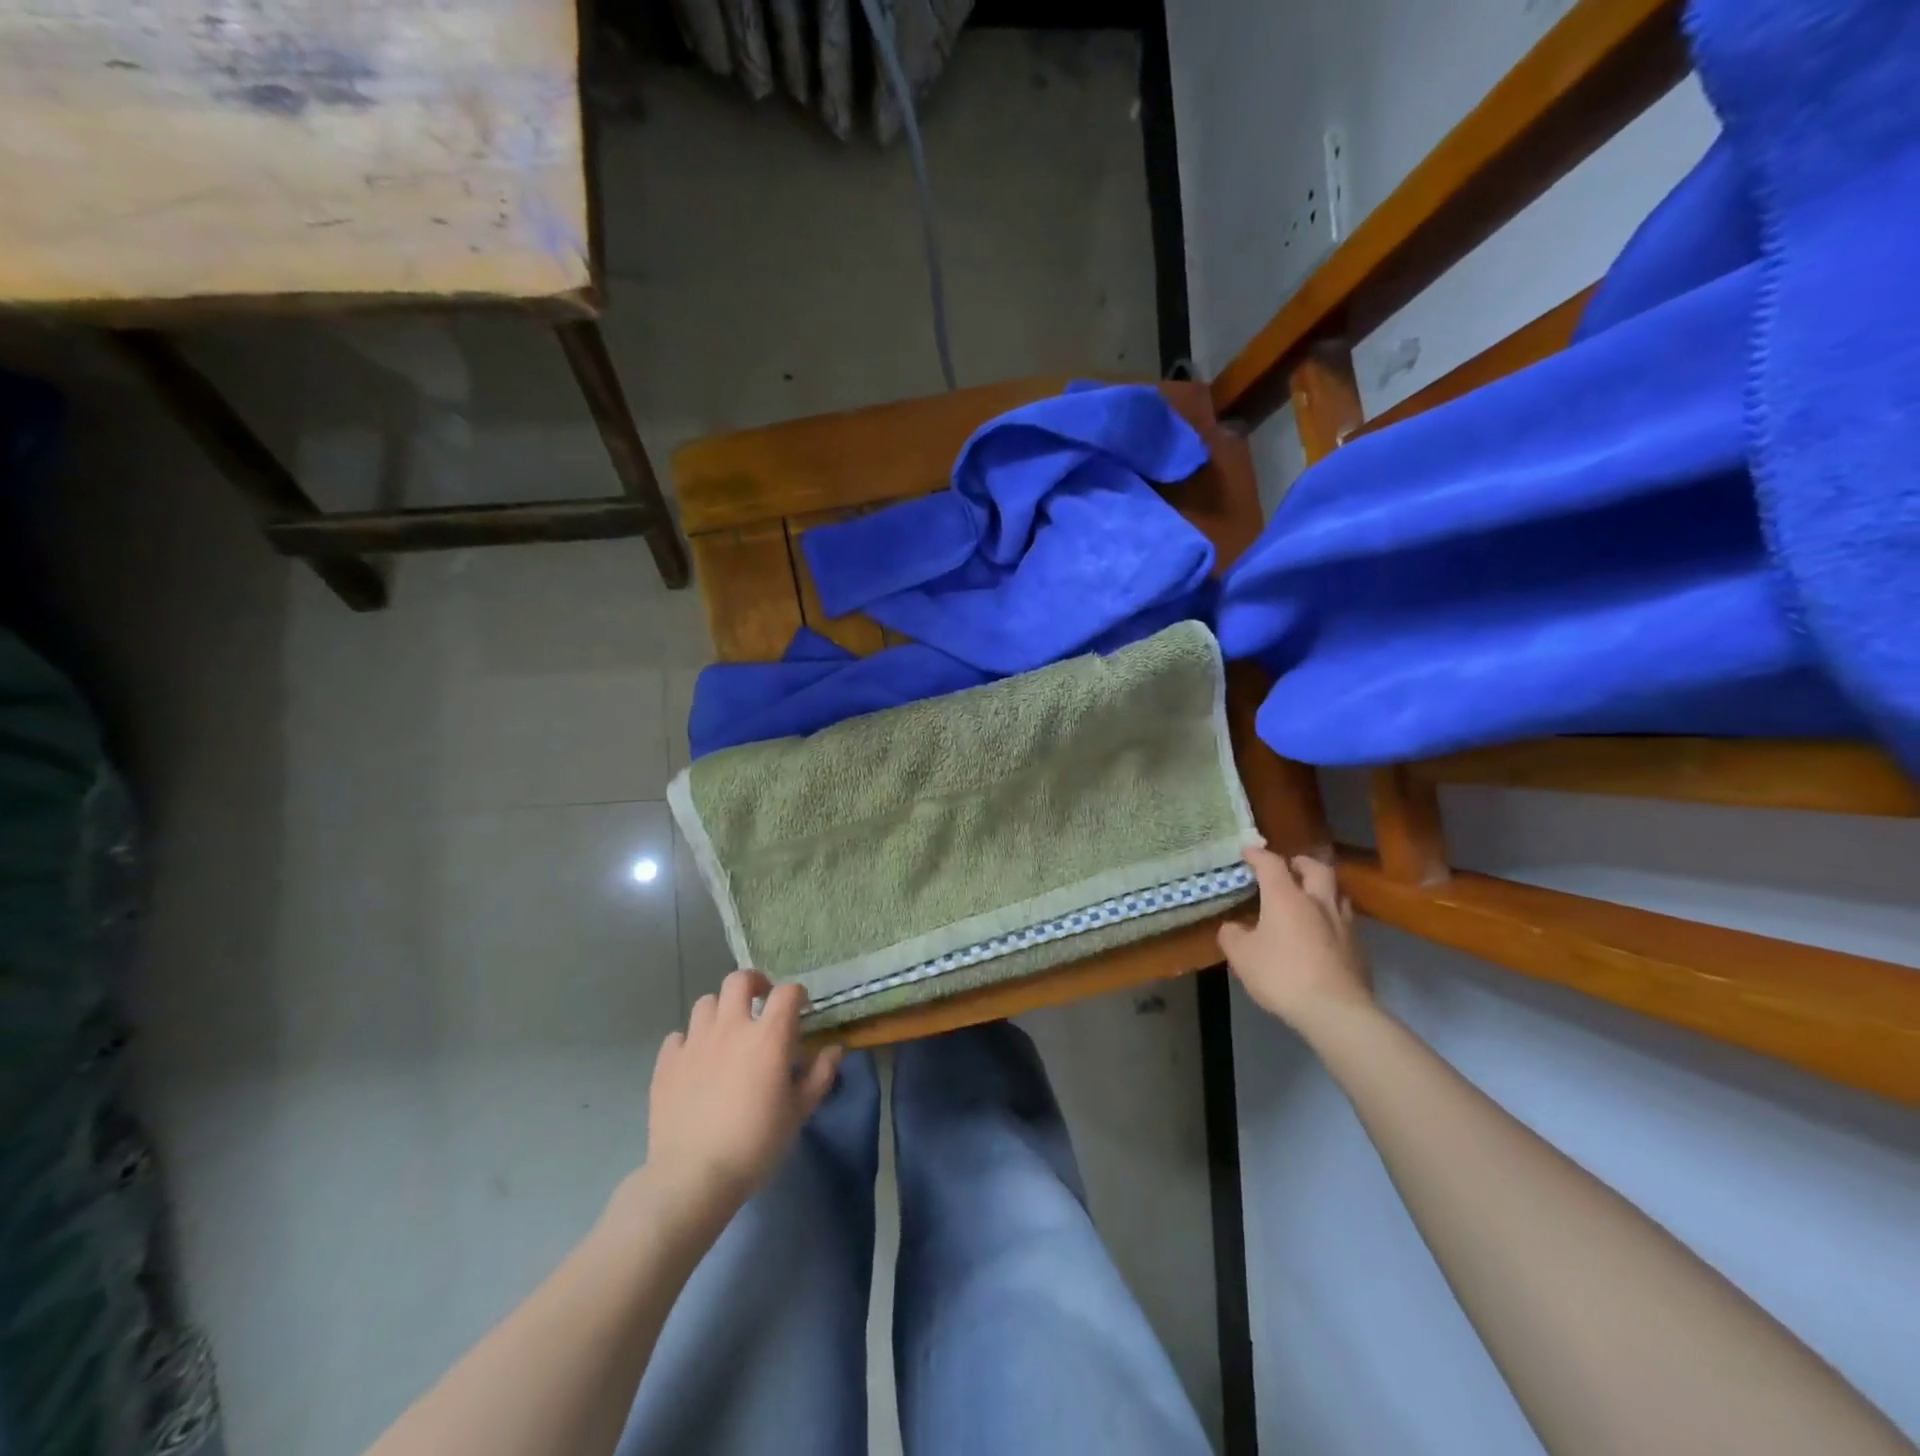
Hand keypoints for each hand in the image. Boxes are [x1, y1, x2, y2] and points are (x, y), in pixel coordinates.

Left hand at [641, 970, 841, 1232]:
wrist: (693, 1177)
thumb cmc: (756, 1143)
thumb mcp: (799, 1112)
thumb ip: (820, 1075)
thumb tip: (834, 1050)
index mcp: (768, 1036)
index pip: (787, 992)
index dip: (797, 995)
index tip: (801, 1009)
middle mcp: (731, 1027)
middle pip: (739, 980)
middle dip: (753, 984)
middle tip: (760, 1002)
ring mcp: (694, 1042)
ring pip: (706, 1003)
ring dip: (720, 1011)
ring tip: (726, 1033)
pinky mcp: (667, 1062)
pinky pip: (678, 1036)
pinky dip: (689, 1041)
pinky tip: (695, 1061)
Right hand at [1218, 845, 1371, 1030]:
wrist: (1336, 1010)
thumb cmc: (1282, 975)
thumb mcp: (1242, 956)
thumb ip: (1233, 935)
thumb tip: (1234, 927)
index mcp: (1286, 897)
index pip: (1271, 863)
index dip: (1257, 854)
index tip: (1247, 851)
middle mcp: (1317, 901)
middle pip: (1316, 868)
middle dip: (1300, 863)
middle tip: (1289, 866)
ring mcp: (1343, 924)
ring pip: (1337, 893)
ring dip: (1322, 889)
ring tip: (1309, 898)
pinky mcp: (1358, 948)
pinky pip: (1345, 920)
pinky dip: (1331, 917)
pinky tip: (1323, 932)